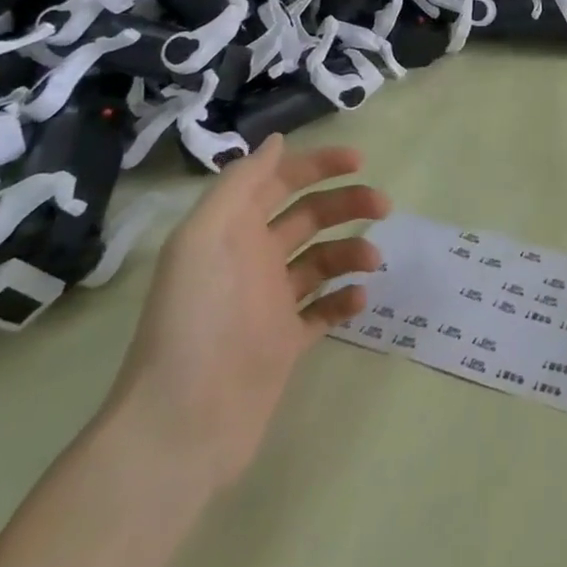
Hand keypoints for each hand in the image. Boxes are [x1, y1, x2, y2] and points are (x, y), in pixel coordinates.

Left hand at [103, 136, 389, 490]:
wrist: (182, 425)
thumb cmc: (197, 319)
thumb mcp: (206, 238)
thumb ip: (241, 184)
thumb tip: (277, 142)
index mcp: (230, 232)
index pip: (279, 182)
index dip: (317, 165)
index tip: (360, 162)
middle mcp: (250, 261)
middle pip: (308, 216)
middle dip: (347, 203)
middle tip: (384, 206)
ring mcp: (268, 304)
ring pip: (322, 260)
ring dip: (351, 250)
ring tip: (372, 262)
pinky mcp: (284, 343)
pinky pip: (324, 309)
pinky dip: (344, 298)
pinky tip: (359, 299)